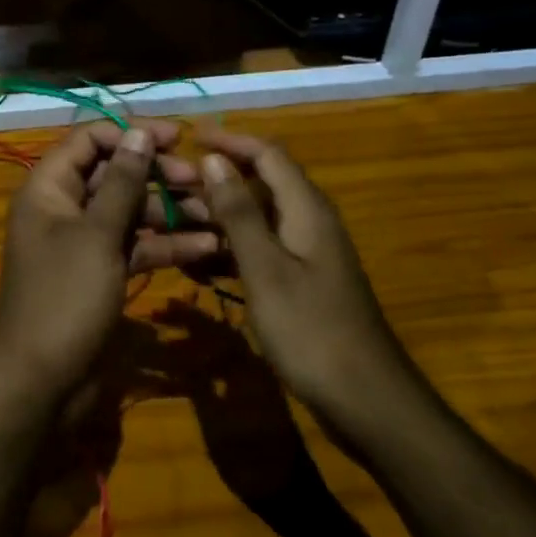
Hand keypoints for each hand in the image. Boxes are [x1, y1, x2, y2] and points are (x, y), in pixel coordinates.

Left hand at [0, 121, 217, 410]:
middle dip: (157, 174)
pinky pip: (134, 247)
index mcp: (49, 189)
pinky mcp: (101, 274)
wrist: (42, 384)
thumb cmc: (65, 299)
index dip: (131, 134)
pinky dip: (165, 245)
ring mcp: (83, 244)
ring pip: (129, 212)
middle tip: (200, 180)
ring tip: (214, 214)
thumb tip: (139, 133)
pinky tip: (206, 248)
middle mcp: (64, 209)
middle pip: (113, 174)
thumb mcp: (97, 236)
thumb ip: (122, 183)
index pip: (89, 140)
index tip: (178, 137)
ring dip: (169, 211)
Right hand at [197, 129, 412, 421]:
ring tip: (173, 222)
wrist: (365, 399)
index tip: (189, 138)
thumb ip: (239, 213)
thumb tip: (214, 159)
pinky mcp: (301, 282)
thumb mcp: (266, 268)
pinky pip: (260, 251)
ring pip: (257, 220)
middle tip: (170, 186)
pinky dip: (229, 250)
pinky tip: (196, 263)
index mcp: (307, 209)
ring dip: (218, 217)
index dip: (230, 141)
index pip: (268, 154)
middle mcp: (309, 222)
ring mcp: (307, 254)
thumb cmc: (311, 329)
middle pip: (261, 184)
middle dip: (217, 180)